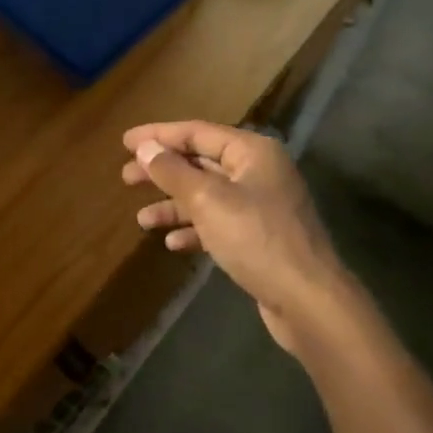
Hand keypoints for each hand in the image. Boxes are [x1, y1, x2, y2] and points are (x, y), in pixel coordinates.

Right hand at [122, 122, 349, 355]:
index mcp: (252, 152)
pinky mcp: (259, 238)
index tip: (125, 142)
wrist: (307, 299)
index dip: (159, 136)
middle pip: (200, 163)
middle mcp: (258, 172)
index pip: (197, 132)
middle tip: (126, 178)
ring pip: (207, 196)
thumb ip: (173, 172)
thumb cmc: (256, 238)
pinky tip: (173, 244)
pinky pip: (219, 224)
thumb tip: (145, 148)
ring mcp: (261, 206)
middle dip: (163, 171)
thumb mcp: (207, 200)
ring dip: (174, 205)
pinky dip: (195, 230)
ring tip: (142, 220)